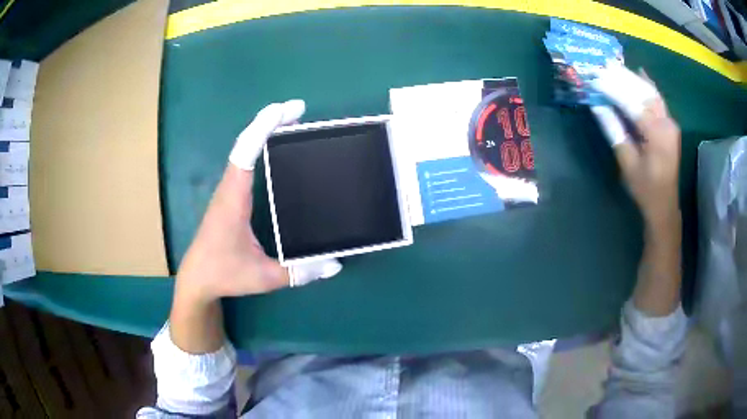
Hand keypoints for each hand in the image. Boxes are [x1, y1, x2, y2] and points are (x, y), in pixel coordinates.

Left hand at [175, 100, 340, 304]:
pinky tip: (275, 148)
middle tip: (299, 111)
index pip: (245, 153)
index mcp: (234, 199)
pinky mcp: (230, 195)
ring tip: (292, 123)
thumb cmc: (225, 274)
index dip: (264, 128)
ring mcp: (228, 189)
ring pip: (244, 149)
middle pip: (245, 143)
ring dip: (265, 131)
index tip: (288, 111)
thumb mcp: (264, 277)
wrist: (197, 278)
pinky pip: (244, 160)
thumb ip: (300, 271)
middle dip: (270, 121)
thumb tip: (335, 265)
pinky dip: (259, 145)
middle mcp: (229, 187)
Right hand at [591, 66, 680, 224]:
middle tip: (602, 66)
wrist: (665, 205)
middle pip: (643, 92)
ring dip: (633, 78)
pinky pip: (658, 99)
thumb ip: (614, 131)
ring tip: (614, 66)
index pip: (631, 103)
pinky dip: (648, 85)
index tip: (594, 77)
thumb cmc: (645, 189)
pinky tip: (639, 72)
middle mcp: (666, 123)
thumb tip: (597, 106)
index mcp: (656, 134)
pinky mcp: (670, 125)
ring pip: (651, 92)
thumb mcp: (627, 163)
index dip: (612, 89)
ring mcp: (670, 123)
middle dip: (622, 78)